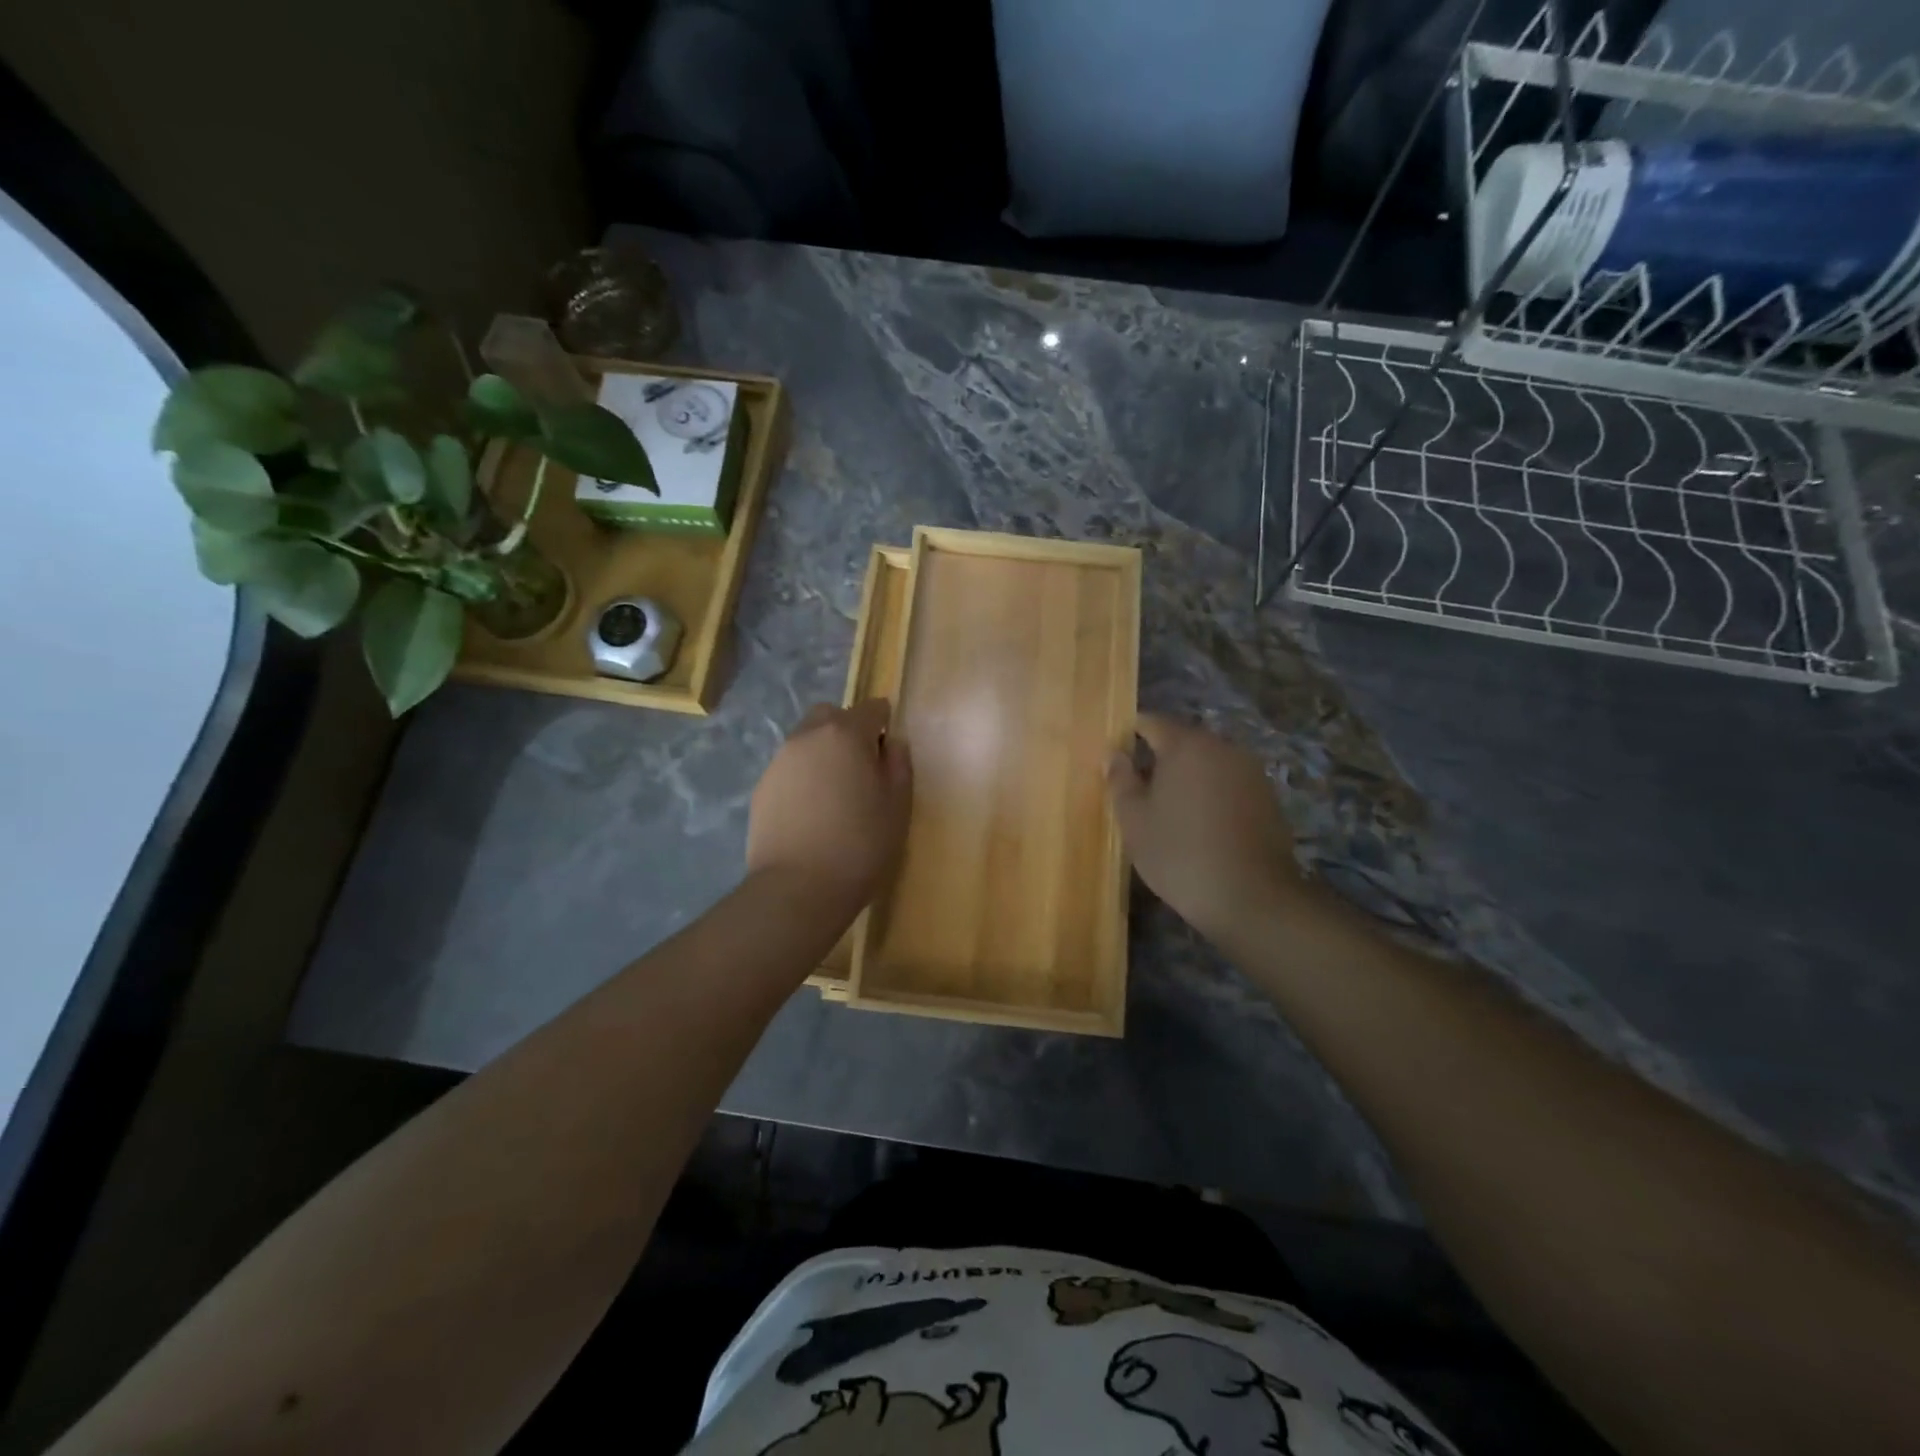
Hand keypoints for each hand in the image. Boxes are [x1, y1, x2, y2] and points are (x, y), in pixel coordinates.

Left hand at [747, 698, 911, 915]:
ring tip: (835, 795)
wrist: (797, 888)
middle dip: (848, 730)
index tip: (889, 753)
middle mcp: (808, 737)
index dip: (884, 724)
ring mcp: (779, 761)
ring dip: (823, 754)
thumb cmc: (860, 845)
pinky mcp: (761, 788)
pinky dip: (803, 778)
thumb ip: (899, 765)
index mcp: (846, 734)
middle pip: (830, 715)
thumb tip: (892, 744)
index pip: (871, 708)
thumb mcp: (898, 806)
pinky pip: (789, 769)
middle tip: (862, 768)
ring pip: (806, 741)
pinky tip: (812, 813)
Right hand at [1106, 714, 1306, 945]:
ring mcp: (1251, 772)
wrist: (1251, 897)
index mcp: (1186, 745)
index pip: (1151, 722)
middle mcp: (1223, 747)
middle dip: (1159, 758)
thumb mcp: (1134, 820)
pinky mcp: (1268, 798)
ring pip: (1208, 763)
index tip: (1116, 757)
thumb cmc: (1179, 853)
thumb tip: (1114, 754)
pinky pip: (1229, 784)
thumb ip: (1120, 780)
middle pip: (1183, 741)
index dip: (1129, 734)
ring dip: (1188, 778)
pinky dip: (1211, 795)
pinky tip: (1201, 826)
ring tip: (1169, 811)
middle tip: (1138, 790)